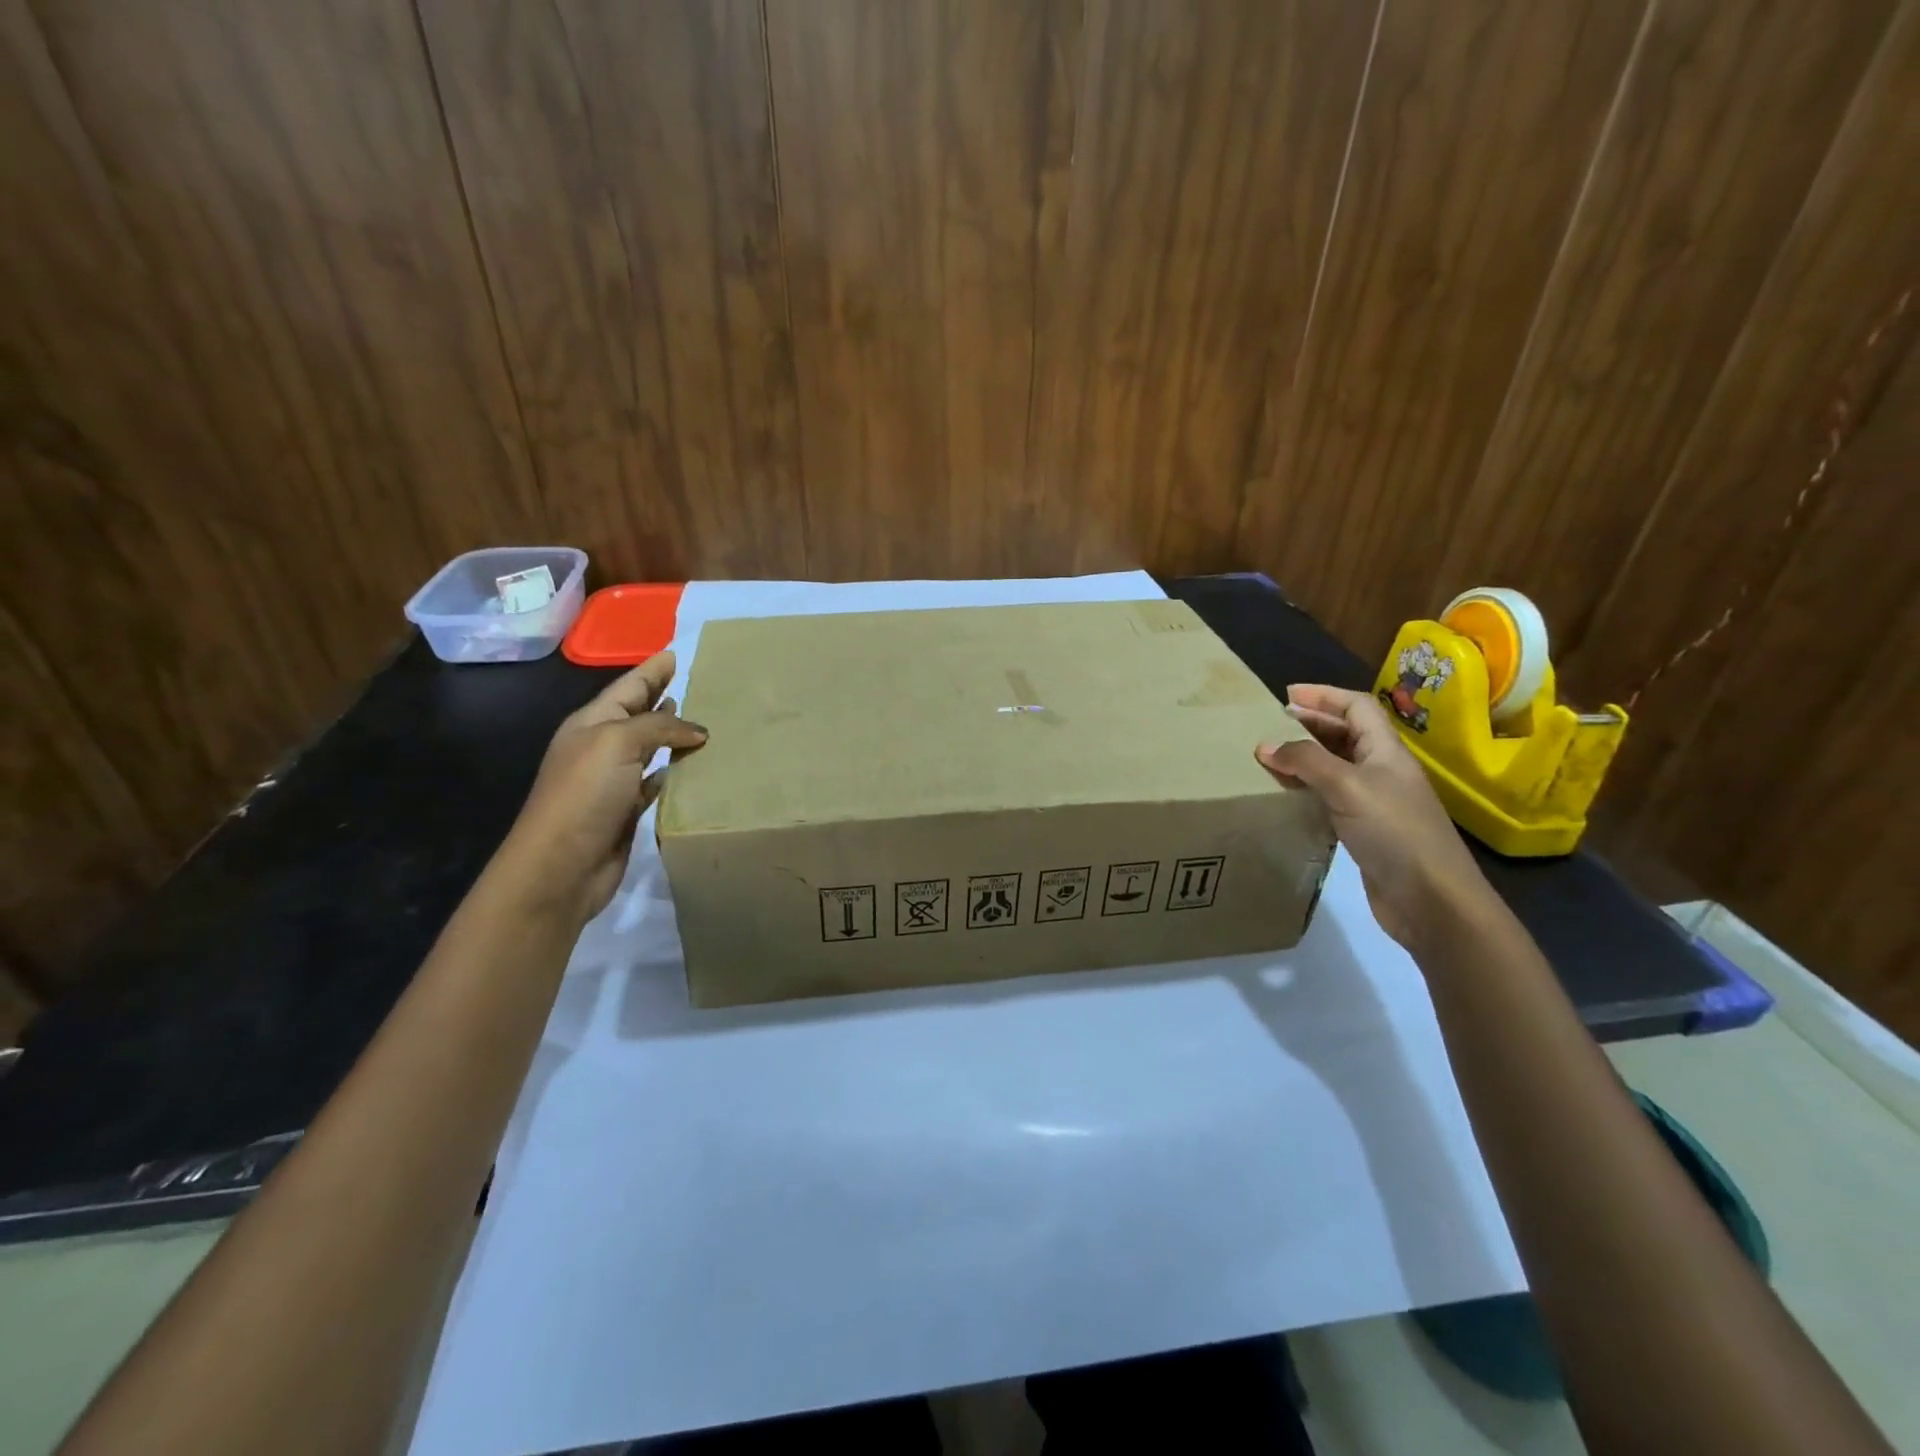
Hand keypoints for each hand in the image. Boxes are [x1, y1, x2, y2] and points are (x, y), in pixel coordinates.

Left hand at [498, 651, 707, 924]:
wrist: (560, 866)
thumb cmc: (584, 795)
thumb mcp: (618, 743)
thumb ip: (660, 727)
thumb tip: (698, 731)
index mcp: (592, 723)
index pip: (629, 687)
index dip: (653, 670)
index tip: (678, 653)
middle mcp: (602, 747)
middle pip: (641, 715)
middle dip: (667, 698)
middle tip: (703, 684)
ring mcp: (614, 781)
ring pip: (652, 748)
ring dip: (676, 736)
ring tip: (708, 723)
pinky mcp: (628, 810)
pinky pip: (658, 782)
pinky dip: (675, 772)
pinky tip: (694, 767)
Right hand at [1255, 684, 1493, 955]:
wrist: (1430, 898)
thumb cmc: (1394, 831)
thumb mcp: (1347, 786)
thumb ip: (1306, 761)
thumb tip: (1265, 746)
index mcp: (1386, 750)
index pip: (1356, 706)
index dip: (1324, 696)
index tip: (1286, 695)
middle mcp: (1382, 770)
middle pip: (1346, 733)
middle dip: (1310, 724)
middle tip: (1271, 726)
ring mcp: (1374, 801)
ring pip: (1335, 766)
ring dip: (1304, 758)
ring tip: (1270, 758)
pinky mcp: (1364, 830)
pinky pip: (1329, 797)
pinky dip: (1306, 789)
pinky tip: (1286, 796)